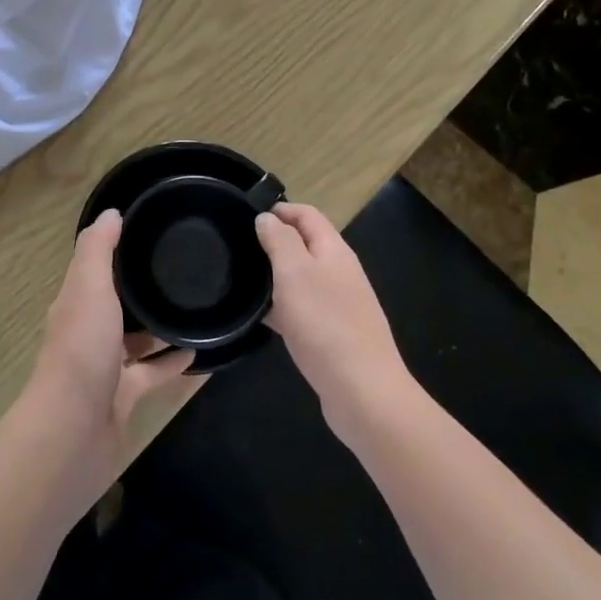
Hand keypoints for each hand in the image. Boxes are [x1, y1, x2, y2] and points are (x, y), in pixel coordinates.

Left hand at [26, 210, 199, 484]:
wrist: (74, 430)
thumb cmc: (82, 349)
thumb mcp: (88, 287)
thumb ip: (98, 250)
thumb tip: (111, 212)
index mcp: (75, 303)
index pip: (95, 268)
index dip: (116, 249)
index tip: (149, 230)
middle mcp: (87, 332)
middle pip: (115, 303)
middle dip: (141, 288)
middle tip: (183, 269)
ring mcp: (104, 367)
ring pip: (135, 340)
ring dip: (158, 326)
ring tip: (195, 307)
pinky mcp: (123, 396)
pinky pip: (152, 373)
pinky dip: (171, 362)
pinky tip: (198, 352)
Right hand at [256, 203, 411, 443]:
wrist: (362, 391)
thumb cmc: (324, 323)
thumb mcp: (294, 272)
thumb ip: (280, 240)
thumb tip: (267, 218)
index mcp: (334, 250)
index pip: (307, 215)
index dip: (279, 209)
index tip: (245, 216)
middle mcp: (340, 272)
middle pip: (305, 244)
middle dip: (274, 241)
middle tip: (238, 249)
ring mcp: (340, 304)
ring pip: (302, 278)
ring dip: (275, 275)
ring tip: (241, 281)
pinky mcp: (334, 333)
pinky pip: (303, 309)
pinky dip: (282, 307)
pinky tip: (261, 319)